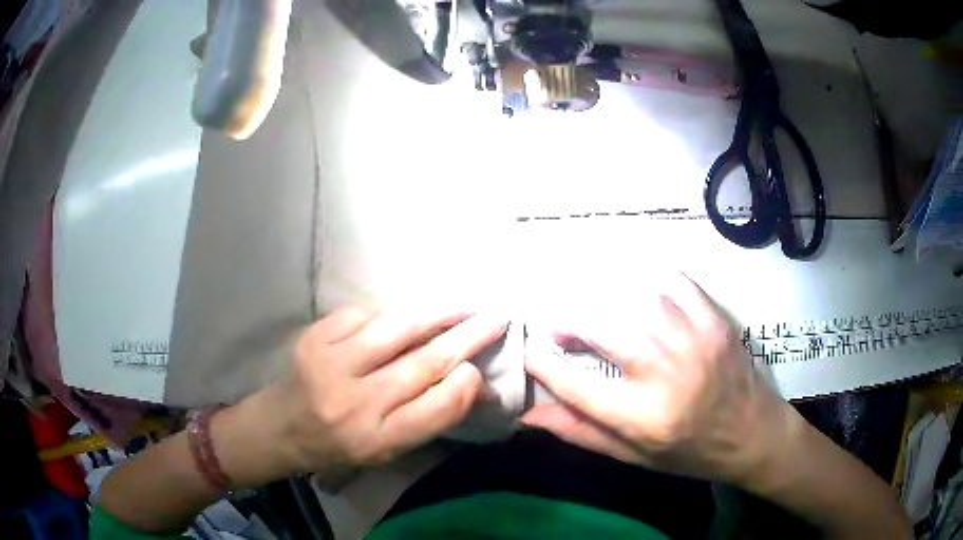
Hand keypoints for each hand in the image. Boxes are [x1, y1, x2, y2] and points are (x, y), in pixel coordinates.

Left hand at [258, 305, 508, 484]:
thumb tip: (473, 382)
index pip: (437, 407)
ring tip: (463, 304)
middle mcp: (356, 403)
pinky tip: (406, 314)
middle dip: (467, 337)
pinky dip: (390, 312)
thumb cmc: (340, 445)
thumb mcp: (387, 448)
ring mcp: (331, 365)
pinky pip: (364, 315)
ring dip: (437, 313)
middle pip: (424, 363)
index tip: (479, 368)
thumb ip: (428, 417)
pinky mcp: (314, 338)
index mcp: (377, 439)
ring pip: (397, 329)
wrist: (280, 426)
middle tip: (495, 318)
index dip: (467, 383)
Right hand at [522, 273, 789, 485]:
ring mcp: (696, 340)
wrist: (753, 433)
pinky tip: (633, 289)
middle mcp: (669, 376)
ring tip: (592, 310)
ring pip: (636, 300)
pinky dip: (646, 278)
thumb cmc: (689, 452)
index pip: (577, 387)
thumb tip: (528, 414)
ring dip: (603, 300)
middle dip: (569, 323)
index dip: (544, 366)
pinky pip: (674, 281)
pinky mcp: (715, 319)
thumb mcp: (632, 456)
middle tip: (559, 330)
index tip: (530, 353)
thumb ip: (581, 432)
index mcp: (645, 419)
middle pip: (604, 332)